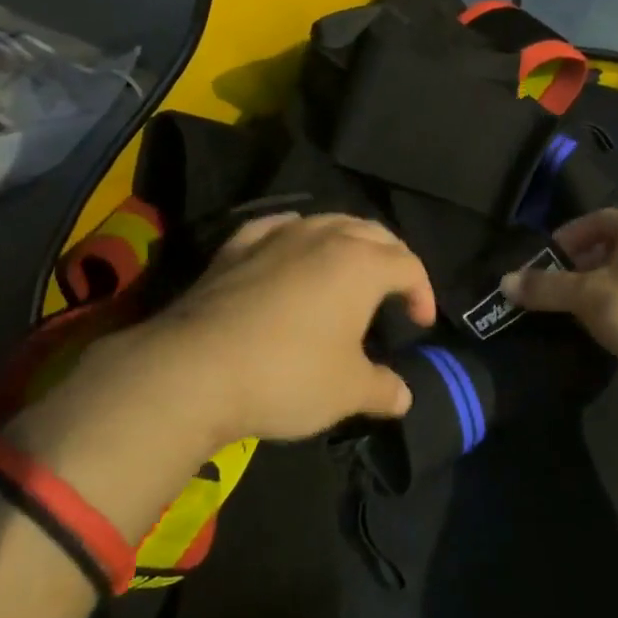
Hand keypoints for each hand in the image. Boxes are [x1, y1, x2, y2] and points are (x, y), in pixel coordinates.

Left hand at [90, 212, 433, 445]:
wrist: (194, 370)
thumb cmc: (288, 375)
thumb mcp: (347, 391)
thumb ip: (383, 389)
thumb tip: (404, 396)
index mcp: (361, 263)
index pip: (409, 264)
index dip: (423, 292)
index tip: (420, 324)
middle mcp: (324, 236)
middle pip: (373, 233)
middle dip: (392, 258)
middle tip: (394, 292)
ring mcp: (277, 236)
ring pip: (327, 221)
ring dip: (348, 241)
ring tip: (348, 271)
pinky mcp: (236, 247)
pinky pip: (278, 227)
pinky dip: (296, 235)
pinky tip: (291, 248)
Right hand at [501, 209, 617, 383]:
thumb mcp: (587, 297)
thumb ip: (545, 288)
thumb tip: (505, 282)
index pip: (599, 219)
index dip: (569, 234)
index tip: (546, 257)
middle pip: (613, 248)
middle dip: (581, 265)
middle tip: (554, 287)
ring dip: (600, 290)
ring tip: (574, 312)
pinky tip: (606, 331)